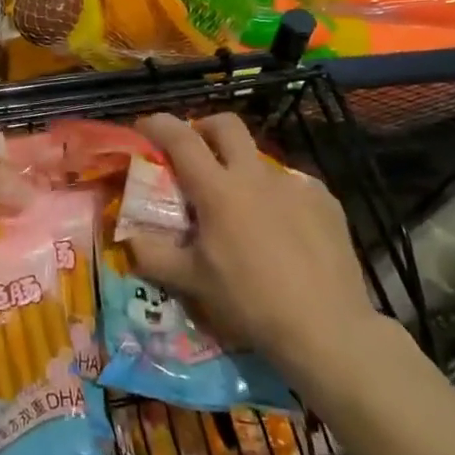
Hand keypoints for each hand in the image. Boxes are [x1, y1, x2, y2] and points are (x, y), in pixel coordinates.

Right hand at [128, 112, 381, 390]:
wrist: (327, 329)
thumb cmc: (250, 302)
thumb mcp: (191, 282)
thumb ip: (152, 254)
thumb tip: (126, 237)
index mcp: (218, 190)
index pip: (181, 139)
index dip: (158, 125)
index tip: (144, 127)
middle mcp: (256, 176)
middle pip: (226, 125)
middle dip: (204, 128)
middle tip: (195, 152)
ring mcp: (295, 185)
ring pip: (260, 158)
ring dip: (241, 168)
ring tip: (241, 208)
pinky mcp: (325, 201)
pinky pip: (292, 185)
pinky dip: (276, 196)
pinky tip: (281, 229)